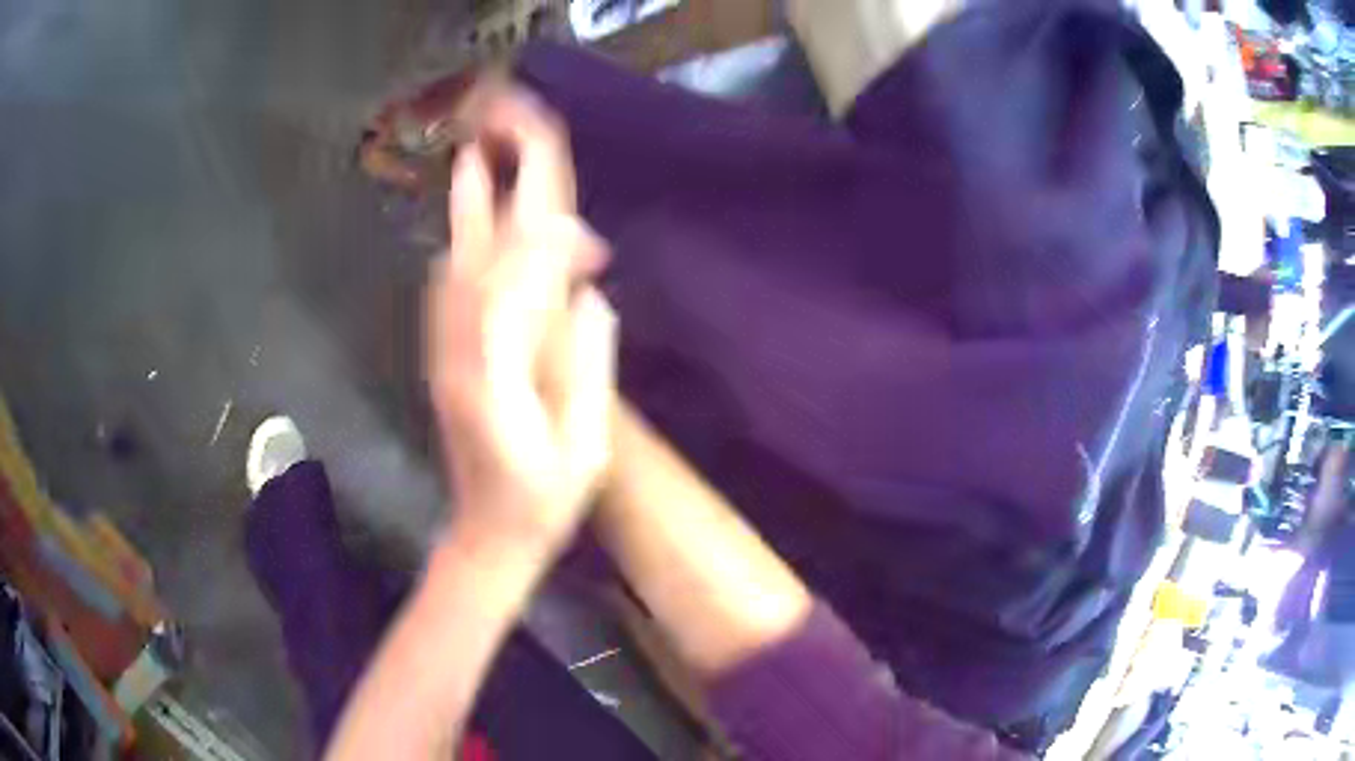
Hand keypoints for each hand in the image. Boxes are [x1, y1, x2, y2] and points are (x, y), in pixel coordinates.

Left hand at [427, 89, 615, 550]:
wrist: (485, 538)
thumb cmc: (543, 507)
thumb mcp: (583, 453)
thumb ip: (588, 370)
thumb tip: (592, 297)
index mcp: (496, 381)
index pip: (515, 283)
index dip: (545, 242)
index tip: (582, 228)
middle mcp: (458, 357)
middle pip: (475, 261)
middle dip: (500, 201)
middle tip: (515, 144)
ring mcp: (443, 358)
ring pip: (450, 270)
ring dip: (467, 217)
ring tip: (473, 159)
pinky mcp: (442, 362)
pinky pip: (443, 294)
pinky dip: (457, 251)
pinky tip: (463, 228)